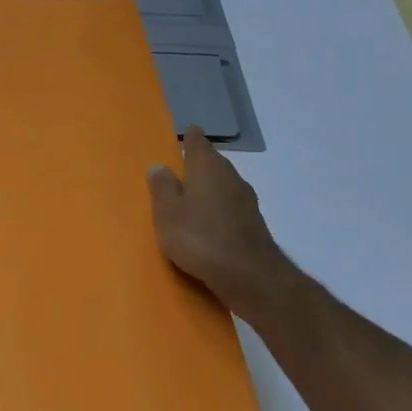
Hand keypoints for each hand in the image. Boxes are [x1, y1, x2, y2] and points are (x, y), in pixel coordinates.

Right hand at [147, 127, 301, 321]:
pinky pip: (229, 206)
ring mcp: (245, 200)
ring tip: (189, 196)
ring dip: (208, 187)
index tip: (184, 134)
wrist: (249, 276)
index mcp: (207, 168)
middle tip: (178, 168)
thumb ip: (162, 188)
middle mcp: (230, 177)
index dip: (190, 138)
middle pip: (213, 163)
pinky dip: (217, 207)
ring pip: (222, 185)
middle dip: (198, 163)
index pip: (198, 143)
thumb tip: (159, 165)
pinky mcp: (252, 223)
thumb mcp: (168, 214)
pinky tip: (207, 221)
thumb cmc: (200, 238)